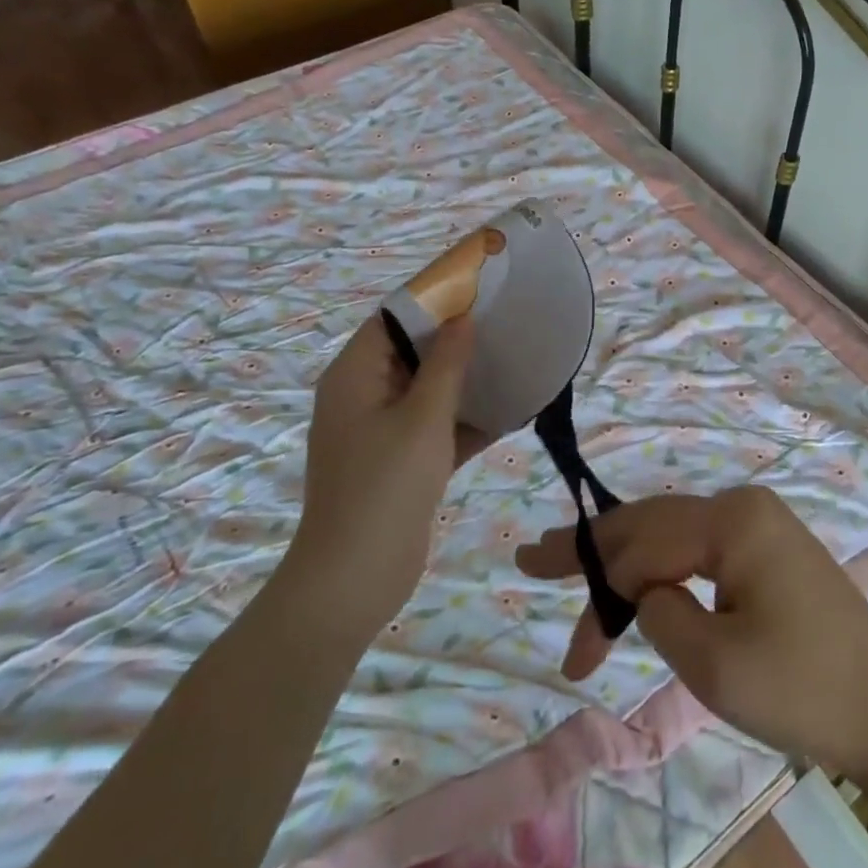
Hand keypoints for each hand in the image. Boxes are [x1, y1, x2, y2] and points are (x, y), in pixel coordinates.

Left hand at [284, 313, 487, 640]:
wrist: (354, 579)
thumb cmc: (385, 485)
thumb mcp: (423, 417)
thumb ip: (446, 363)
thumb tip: (462, 317)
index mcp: (355, 375)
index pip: (393, 319)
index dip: (434, 299)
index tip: (479, 287)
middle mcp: (363, 396)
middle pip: (412, 352)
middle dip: (456, 339)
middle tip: (504, 322)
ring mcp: (381, 432)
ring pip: (427, 391)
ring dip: (465, 380)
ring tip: (513, 359)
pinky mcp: (400, 462)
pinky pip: (435, 427)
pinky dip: (465, 419)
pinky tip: (511, 411)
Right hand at [515, 486, 867, 777]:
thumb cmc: (803, 688)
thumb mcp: (714, 663)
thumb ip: (660, 614)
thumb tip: (647, 592)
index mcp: (732, 520)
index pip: (642, 548)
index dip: (597, 595)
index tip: (572, 657)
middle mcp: (742, 505)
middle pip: (650, 523)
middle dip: (593, 550)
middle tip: (534, 558)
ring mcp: (759, 524)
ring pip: (671, 533)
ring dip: (624, 559)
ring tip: (570, 566)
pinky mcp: (769, 549)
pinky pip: (699, 548)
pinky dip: (660, 567)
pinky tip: (633, 578)